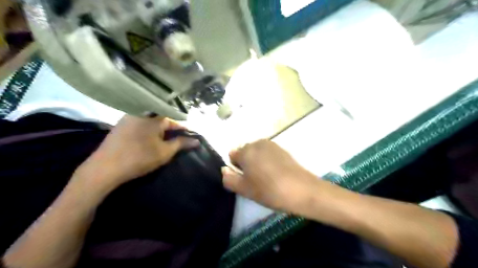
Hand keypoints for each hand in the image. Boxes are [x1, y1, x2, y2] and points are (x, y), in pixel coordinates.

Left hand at [77, 116, 199, 190]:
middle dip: (171, 127)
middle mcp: (141, 114)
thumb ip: (181, 144)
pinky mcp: (119, 126)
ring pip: (149, 120)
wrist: (105, 168)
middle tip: (178, 138)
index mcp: (153, 118)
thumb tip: (196, 140)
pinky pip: (139, 123)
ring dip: (159, 128)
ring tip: (165, 138)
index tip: (189, 134)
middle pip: (161, 118)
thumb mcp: (165, 152)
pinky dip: (148, 129)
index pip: (173, 120)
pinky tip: (149, 138)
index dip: (182, 128)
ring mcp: (128, 118)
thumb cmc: (139, 158)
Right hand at [223, 140, 322, 212]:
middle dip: (246, 164)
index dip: (236, 169)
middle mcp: (257, 143)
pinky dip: (268, 161)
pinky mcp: (282, 149)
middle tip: (256, 181)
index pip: (232, 156)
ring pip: (257, 153)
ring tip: (267, 178)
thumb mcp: (244, 189)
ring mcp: (271, 145)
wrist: (301, 190)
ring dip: (257, 163)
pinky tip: (276, 174)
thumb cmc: (269, 190)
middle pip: (245, 152)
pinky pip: (268, 154)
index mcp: (246, 151)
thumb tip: (225, 170)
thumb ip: (229, 179)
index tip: (245, 180)